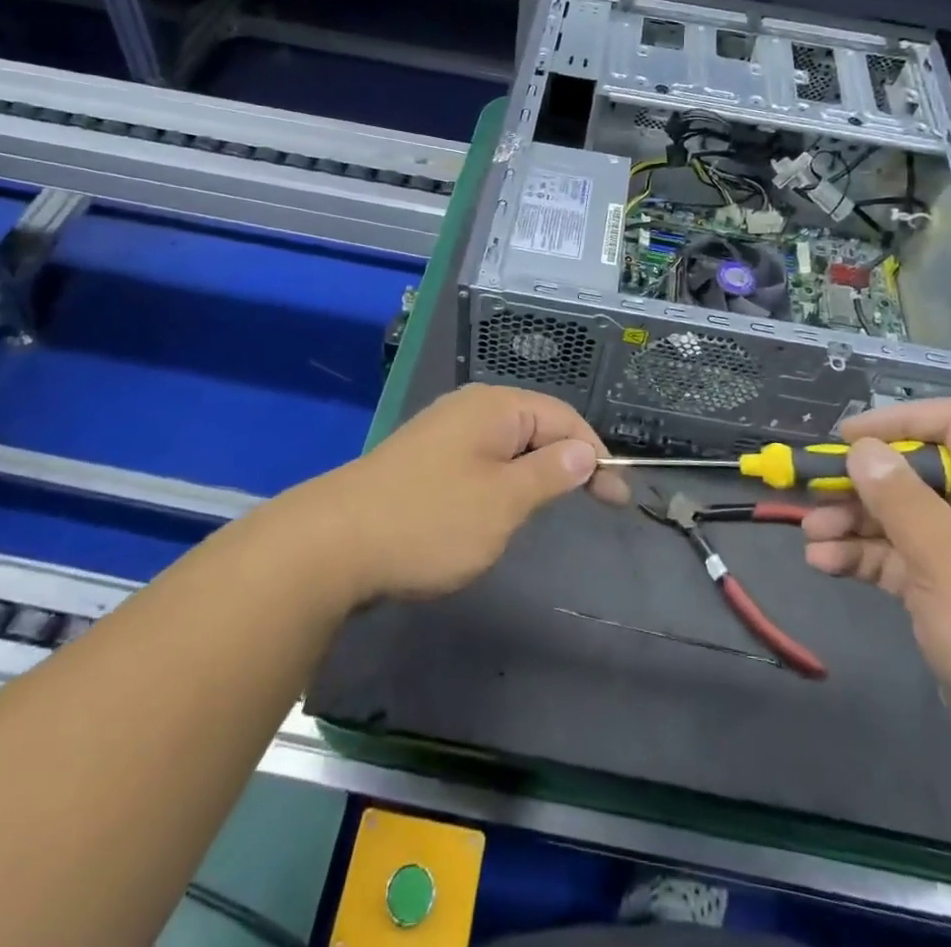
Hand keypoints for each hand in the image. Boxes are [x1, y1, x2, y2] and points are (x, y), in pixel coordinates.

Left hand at [277, 384, 618, 606]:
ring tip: (549, 507)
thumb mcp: (504, 501)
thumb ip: (549, 473)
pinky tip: (497, 507)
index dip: (595, 454)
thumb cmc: (431, 520)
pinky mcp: (422, 459)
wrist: (333, 543)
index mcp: (495, 407)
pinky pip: (479, 460)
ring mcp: (441, 431)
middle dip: (567, 461)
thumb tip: (583, 450)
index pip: (564, 418)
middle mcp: (469, 408)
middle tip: (593, 503)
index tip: (617, 499)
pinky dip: (502, 480)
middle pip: (536, 426)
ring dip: (534, 472)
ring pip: (506, 445)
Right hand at [802, 398, 950, 779]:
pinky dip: (862, 558)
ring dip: (852, 523)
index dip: (897, 422)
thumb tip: (861, 449)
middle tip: (811, 491)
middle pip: (914, 474)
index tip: (846, 439)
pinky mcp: (949, 595)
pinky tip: (824, 563)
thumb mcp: (947, 556)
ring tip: (810, 535)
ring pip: (898, 519)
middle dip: (860, 483)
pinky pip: (898, 560)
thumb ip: (898, 496)